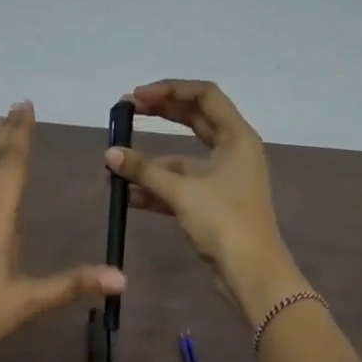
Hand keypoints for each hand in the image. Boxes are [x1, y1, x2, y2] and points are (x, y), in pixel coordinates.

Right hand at [105, 80, 308, 320]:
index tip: (137, 97)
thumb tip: (110, 154)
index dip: (169, 90)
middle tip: (125, 113)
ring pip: (183, 158)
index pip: (204, 95)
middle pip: (194, 120)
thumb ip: (144, 170)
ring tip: (116, 165)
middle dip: (160, 115)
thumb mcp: (182, 192)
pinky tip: (128, 194)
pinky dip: (157, 187)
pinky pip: (181, 185)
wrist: (250, 272)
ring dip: (152, 161)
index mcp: (237, 137)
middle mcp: (233, 151)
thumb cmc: (224, 222)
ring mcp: (223, 178)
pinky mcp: (213, 203)